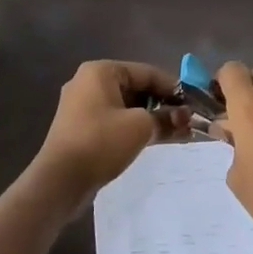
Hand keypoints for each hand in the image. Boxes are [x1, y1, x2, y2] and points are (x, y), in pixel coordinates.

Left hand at [32, 59, 183, 210]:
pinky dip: (133, 128)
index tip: (193, 104)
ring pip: (125, 106)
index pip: (145, 72)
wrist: (59, 182)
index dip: (172, 87)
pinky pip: (114, 120)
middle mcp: (88, 82)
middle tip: (186, 122)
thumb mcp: (140, 127)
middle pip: (135, 88)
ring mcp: (81, 106)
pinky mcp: (79, 128)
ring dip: (150, 118)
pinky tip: (153, 141)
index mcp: (100, 71)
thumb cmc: (101, 142)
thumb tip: (186, 118)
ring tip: (176, 134)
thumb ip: (166, 118)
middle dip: (162, 105)